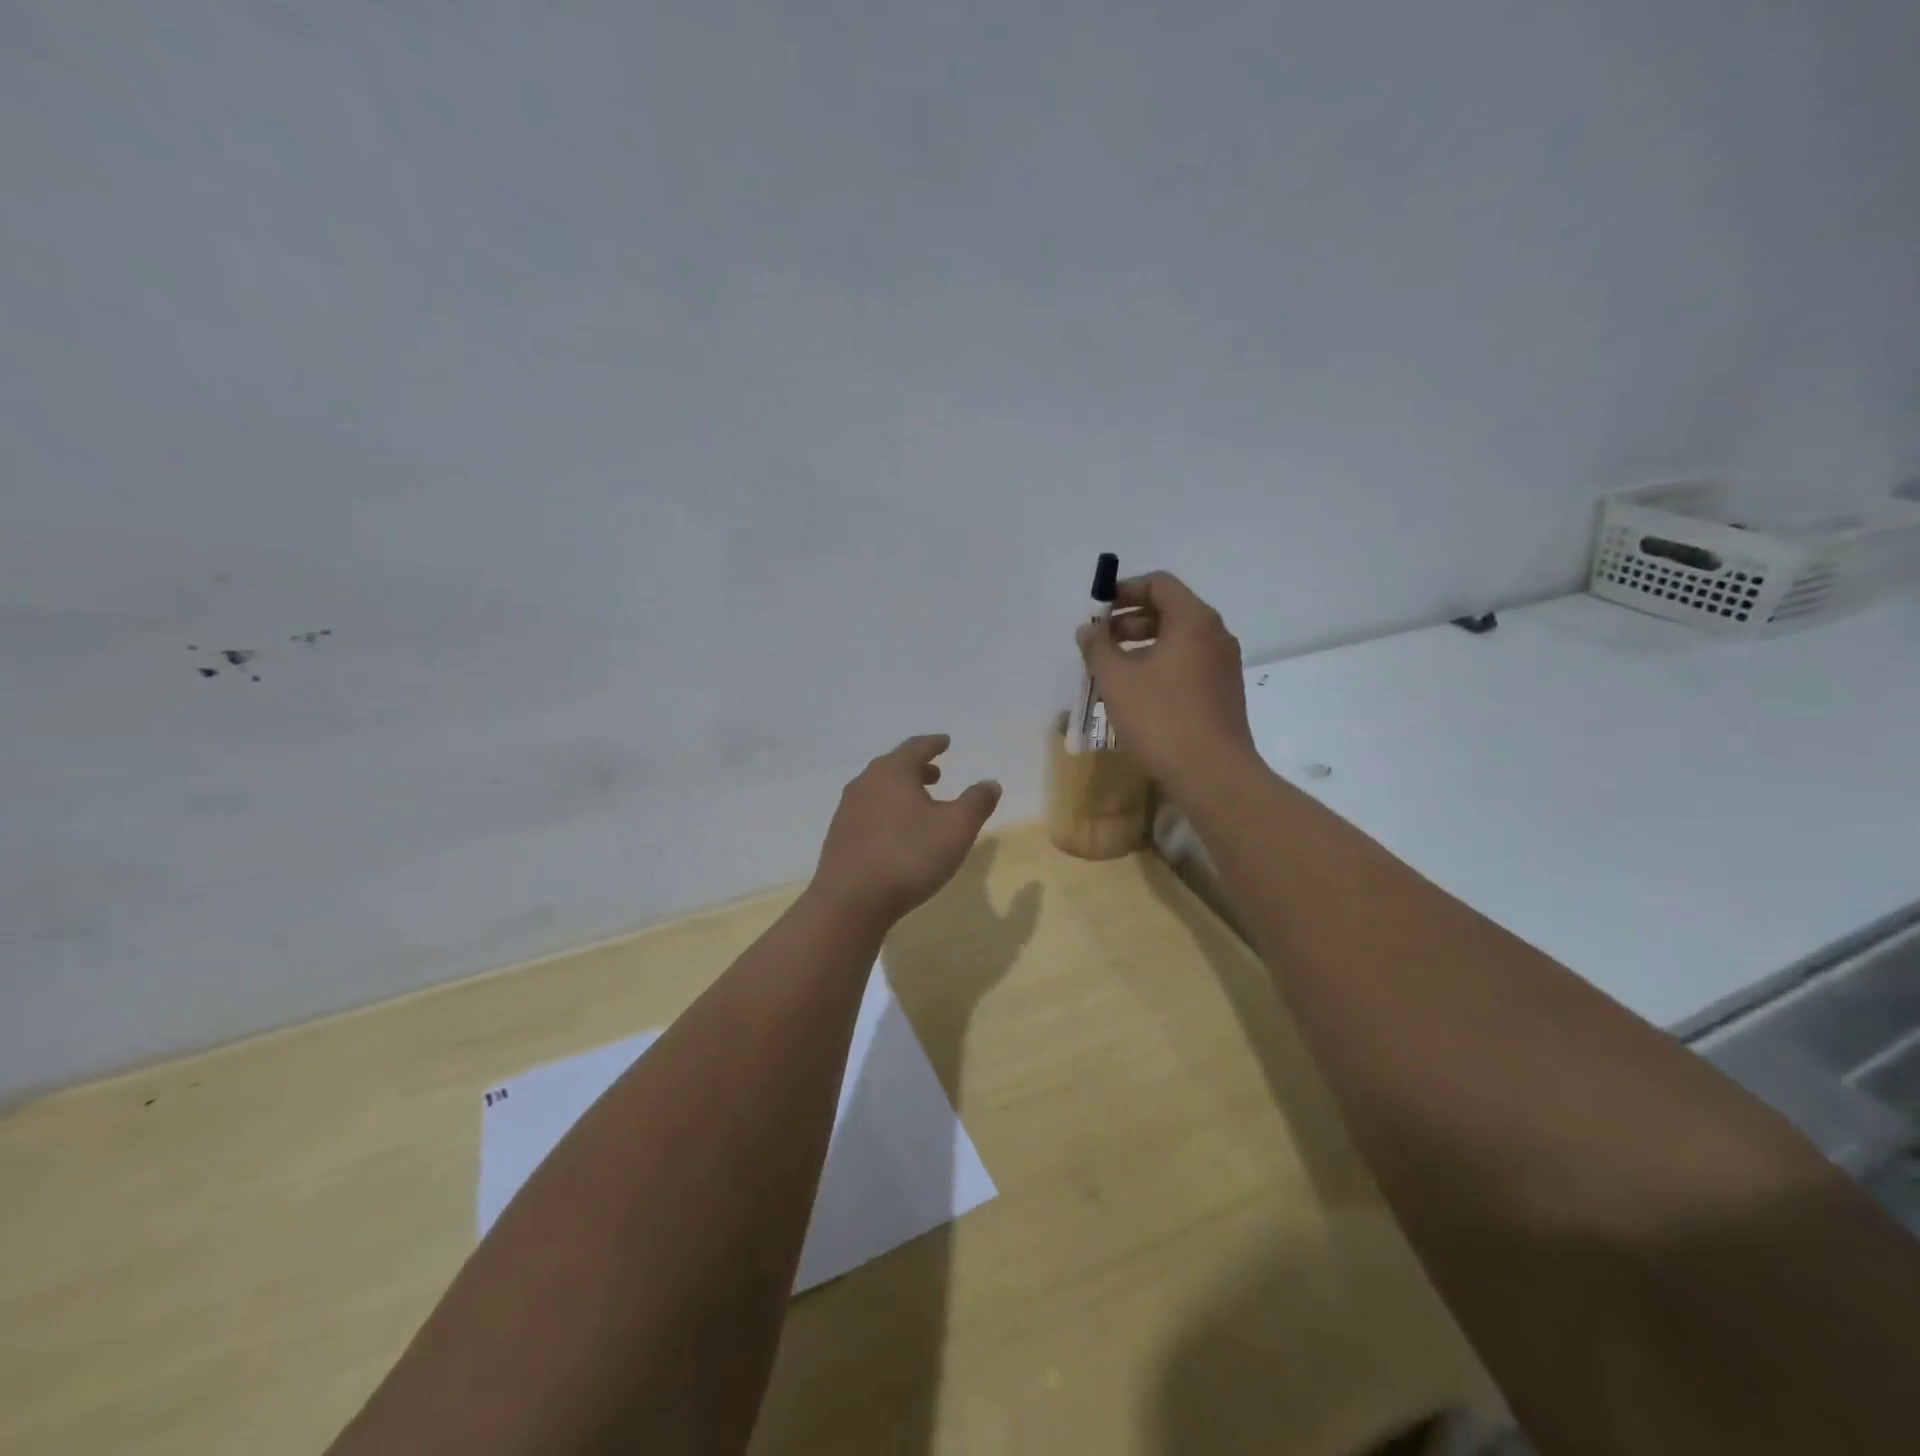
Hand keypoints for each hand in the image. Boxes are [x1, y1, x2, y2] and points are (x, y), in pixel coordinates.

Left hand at [809, 734, 1002, 925]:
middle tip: (936, 775)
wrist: (850, 901)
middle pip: (894, 767)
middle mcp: (865, 783)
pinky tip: (897, 834)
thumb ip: (976, 802)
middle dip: (917, 769)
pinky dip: (887, 812)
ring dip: (901, 792)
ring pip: (879, 790)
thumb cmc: (909, 856)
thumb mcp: (956, 829)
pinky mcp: (839, 837)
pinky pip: (868, 813)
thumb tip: (990, 783)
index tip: (946, 742)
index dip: (934, 744)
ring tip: (920, 806)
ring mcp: (847, 810)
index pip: (916, 747)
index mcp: (892, 772)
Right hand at [1076, 572, 1262, 798]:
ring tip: (1113, 670)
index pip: (1159, 584)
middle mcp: (1215, 635)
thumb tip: (1088, 629)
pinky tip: (1138, 693)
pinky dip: (1160, 665)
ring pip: (1178, 640)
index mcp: (1193, 620)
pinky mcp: (1224, 692)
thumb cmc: (1160, 718)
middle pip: (1170, 610)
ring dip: (1143, 645)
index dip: (1124, 589)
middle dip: (1130, 620)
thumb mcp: (1116, 679)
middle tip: (1100, 642)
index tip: (1097, 609)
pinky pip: (1188, 664)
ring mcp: (1224, 665)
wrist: (1212, 774)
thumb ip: (1097, 647)